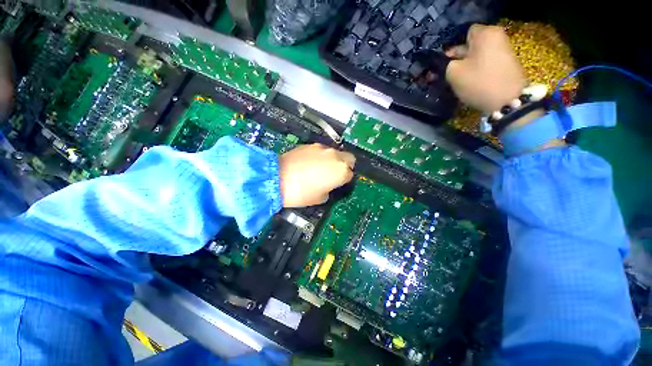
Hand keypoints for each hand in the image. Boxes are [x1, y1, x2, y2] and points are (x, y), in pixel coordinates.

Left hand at [278, 143, 354, 207]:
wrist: (276, 178)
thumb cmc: (301, 193)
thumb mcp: (321, 198)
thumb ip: (330, 189)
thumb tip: (329, 184)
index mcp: (341, 171)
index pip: (351, 174)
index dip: (345, 180)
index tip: (338, 184)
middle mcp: (335, 156)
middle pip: (349, 158)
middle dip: (346, 165)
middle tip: (335, 174)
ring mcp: (323, 148)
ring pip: (335, 153)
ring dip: (333, 160)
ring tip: (320, 168)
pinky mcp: (310, 144)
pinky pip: (321, 150)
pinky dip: (320, 156)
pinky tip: (309, 163)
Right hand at [445, 24, 525, 113]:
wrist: (507, 100)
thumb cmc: (479, 81)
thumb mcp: (453, 73)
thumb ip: (446, 63)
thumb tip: (447, 62)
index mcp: (485, 33)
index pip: (465, 33)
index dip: (453, 46)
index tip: (446, 61)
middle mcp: (496, 37)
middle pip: (472, 44)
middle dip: (458, 57)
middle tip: (447, 72)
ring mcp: (503, 51)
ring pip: (477, 55)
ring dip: (466, 66)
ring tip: (457, 80)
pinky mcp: (505, 64)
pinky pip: (485, 63)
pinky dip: (476, 70)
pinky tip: (469, 82)